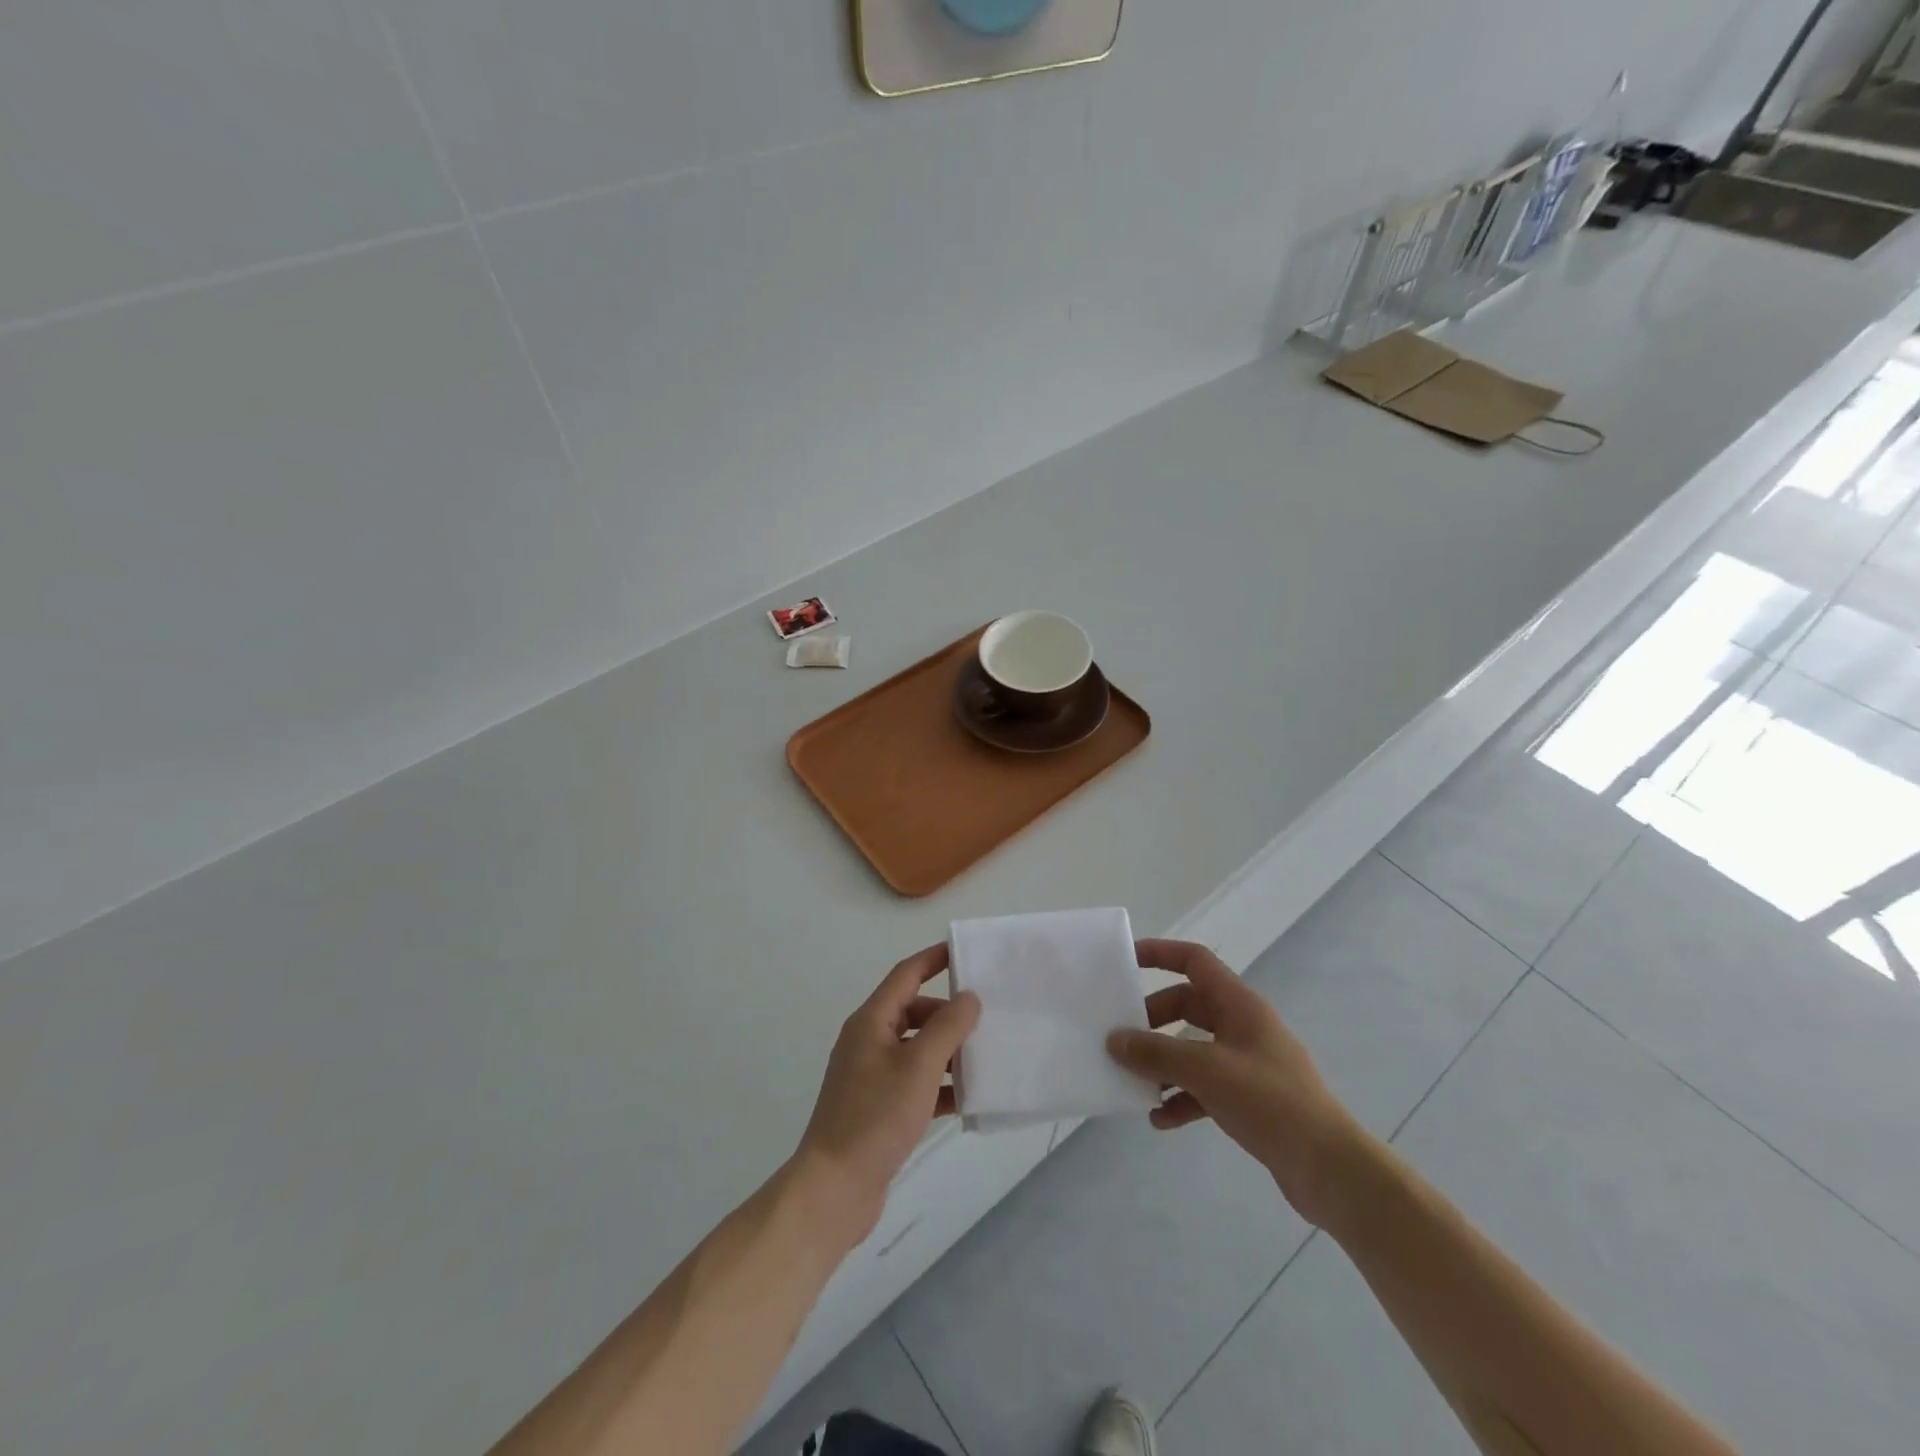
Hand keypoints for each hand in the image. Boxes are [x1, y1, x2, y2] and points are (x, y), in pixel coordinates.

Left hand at [790, 944, 980, 1247]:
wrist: (834, 1189)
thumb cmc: (876, 1117)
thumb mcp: (919, 1067)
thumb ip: (948, 1027)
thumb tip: (969, 997)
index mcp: (871, 1022)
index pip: (906, 975)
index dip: (934, 959)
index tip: (966, 953)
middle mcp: (868, 1042)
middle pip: (914, 1012)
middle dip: (948, 1014)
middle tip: (985, 1021)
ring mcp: (871, 1076)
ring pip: (916, 1050)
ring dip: (948, 1052)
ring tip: (984, 1060)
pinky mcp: (877, 1108)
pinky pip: (915, 1083)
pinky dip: (939, 1086)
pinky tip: (968, 1100)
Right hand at [1106, 939, 1364, 1226]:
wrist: (1330, 1169)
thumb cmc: (1270, 1102)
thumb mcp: (1206, 1070)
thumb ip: (1156, 1053)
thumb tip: (1114, 1040)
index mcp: (1239, 1005)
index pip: (1195, 960)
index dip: (1160, 953)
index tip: (1125, 960)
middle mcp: (1243, 1026)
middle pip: (1188, 1006)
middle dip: (1153, 1020)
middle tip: (1123, 1037)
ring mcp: (1247, 1063)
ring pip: (1193, 1048)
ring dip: (1164, 1063)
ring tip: (1135, 1081)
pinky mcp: (1249, 1099)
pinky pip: (1204, 1087)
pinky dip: (1181, 1098)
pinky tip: (1160, 1120)